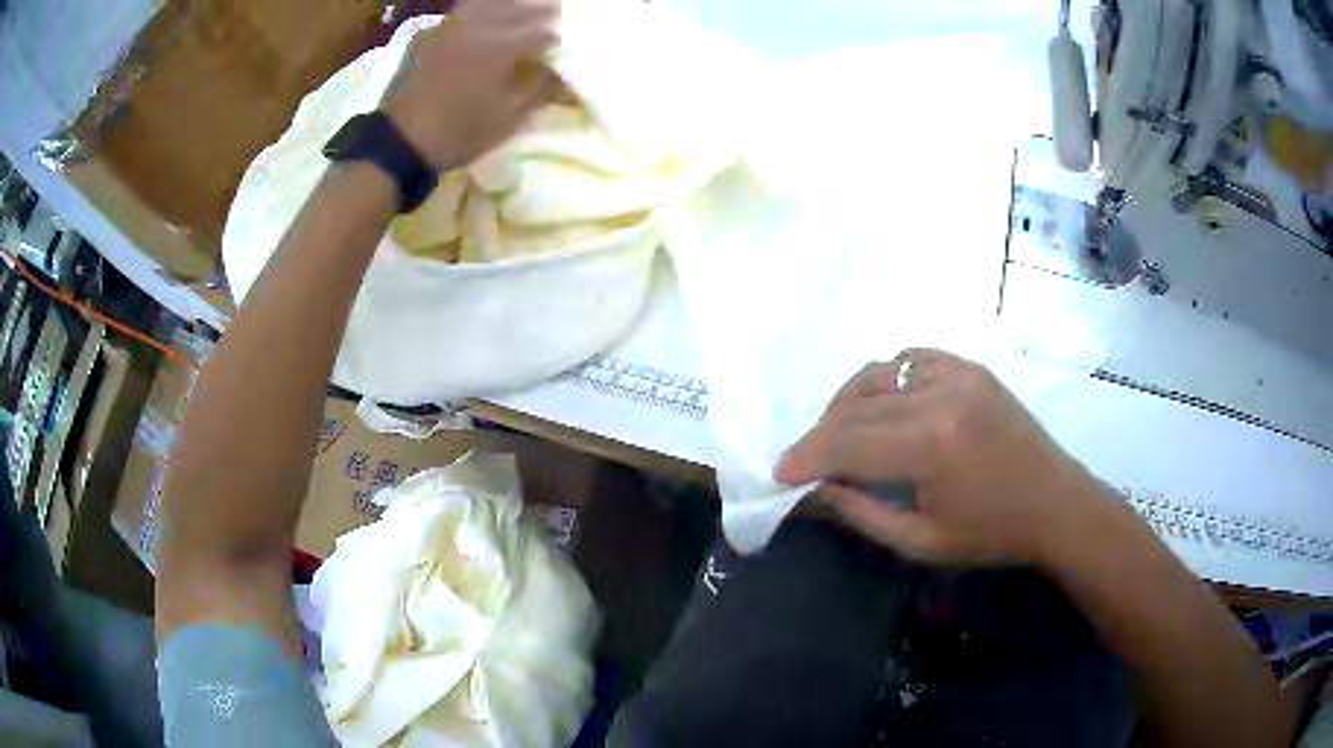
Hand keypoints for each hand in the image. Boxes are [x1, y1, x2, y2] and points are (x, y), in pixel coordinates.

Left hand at [383, 0, 559, 170]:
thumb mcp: (507, 119)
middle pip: (515, 9)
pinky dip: (476, 11)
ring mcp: (448, 27)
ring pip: (485, 3)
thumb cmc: (457, 134)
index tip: (562, 46)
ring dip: (507, 5)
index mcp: (500, 48)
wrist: (398, 142)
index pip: (541, 34)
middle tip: (553, 12)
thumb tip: (559, 73)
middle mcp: (476, 27)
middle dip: (537, 11)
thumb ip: (539, 90)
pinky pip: (458, 13)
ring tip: (519, 8)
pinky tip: (479, 21)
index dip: (555, 40)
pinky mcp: (426, 35)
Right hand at [776, 349, 1113, 566]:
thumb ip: (862, 512)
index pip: (847, 444)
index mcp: (931, 446)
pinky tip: (883, 404)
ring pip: (877, 374)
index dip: (806, 457)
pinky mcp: (971, 368)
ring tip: (837, 433)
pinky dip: (886, 378)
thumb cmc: (991, 534)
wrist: (1055, 504)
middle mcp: (941, 396)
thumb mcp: (921, 542)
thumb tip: (816, 488)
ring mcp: (959, 374)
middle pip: (855, 407)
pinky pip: (911, 360)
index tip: (780, 473)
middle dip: (819, 435)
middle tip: (802, 460)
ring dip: (846, 403)